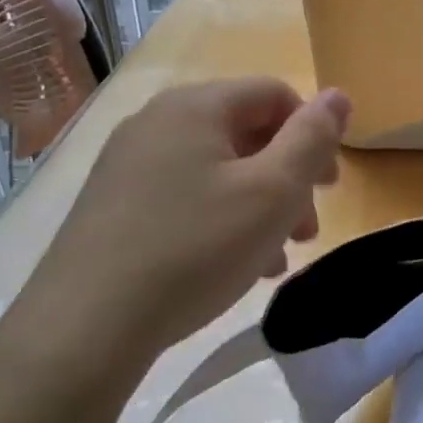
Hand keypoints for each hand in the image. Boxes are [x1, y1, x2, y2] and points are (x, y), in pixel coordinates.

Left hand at [18, 78, 349, 385]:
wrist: (84, 328)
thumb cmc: (195, 248)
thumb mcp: (273, 192)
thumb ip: (313, 138)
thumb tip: (338, 94)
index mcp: (196, 106)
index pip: (275, 94)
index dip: (313, 134)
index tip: (329, 187)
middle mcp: (157, 122)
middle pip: (247, 134)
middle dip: (288, 179)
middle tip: (307, 230)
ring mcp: (128, 165)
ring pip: (218, 172)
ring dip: (259, 207)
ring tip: (275, 259)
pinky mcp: (112, 206)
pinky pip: (185, 198)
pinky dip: (220, 221)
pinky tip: (233, 268)